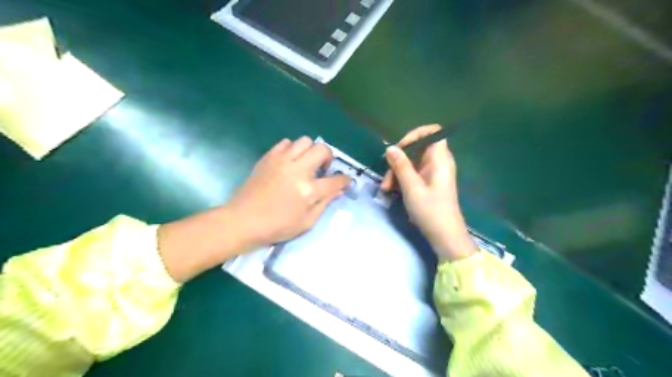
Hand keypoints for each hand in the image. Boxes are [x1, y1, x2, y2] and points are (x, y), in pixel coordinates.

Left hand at [227, 136, 351, 247]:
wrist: (243, 220)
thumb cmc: (276, 227)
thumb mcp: (306, 223)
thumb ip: (324, 204)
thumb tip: (338, 190)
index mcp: (308, 190)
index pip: (336, 180)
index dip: (344, 180)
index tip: (345, 181)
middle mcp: (297, 170)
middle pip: (322, 150)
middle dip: (328, 157)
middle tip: (323, 169)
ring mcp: (282, 161)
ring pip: (304, 141)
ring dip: (310, 151)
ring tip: (305, 163)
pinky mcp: (268, 157)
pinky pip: (285, 143)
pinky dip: (292, 149)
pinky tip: (289, 161)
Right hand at [383, 125, 477, 260]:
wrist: (444, 235)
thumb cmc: (430, 210)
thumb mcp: (411, 187)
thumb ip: (400, 165)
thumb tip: (390, 147)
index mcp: (440, 159)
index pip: (432, 132)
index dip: (415, 135)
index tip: (400, 148)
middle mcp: (438, 162)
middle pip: (416, 149)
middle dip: (398, 159)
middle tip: (387, 176)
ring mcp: (433, 173)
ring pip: (411, 162)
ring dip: (396, 172)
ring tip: (386, 188)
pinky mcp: (428, 183)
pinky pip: (412, 173)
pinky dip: (401, 179)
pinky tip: (391, 191)